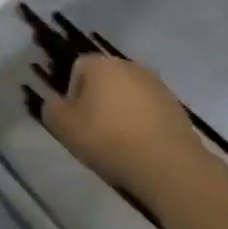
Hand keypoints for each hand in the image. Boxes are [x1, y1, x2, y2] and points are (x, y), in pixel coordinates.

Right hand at [38, 55, 206, 209]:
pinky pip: (149, 110)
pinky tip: (142, 148)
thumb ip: (51, 110)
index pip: (78, 68)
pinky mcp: (175, 106)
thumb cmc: (110, 140)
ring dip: (122, 112)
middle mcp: (128, 65)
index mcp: (101, 64)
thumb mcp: (65, 129)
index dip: (72, 95)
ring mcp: (155, 84)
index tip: (76, 122)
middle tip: (95, 134)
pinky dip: (143, 124)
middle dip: (98, 101)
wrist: (168, 164)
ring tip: (121, 144)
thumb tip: (53, 102)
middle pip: (105, 79)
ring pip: (128, 94)